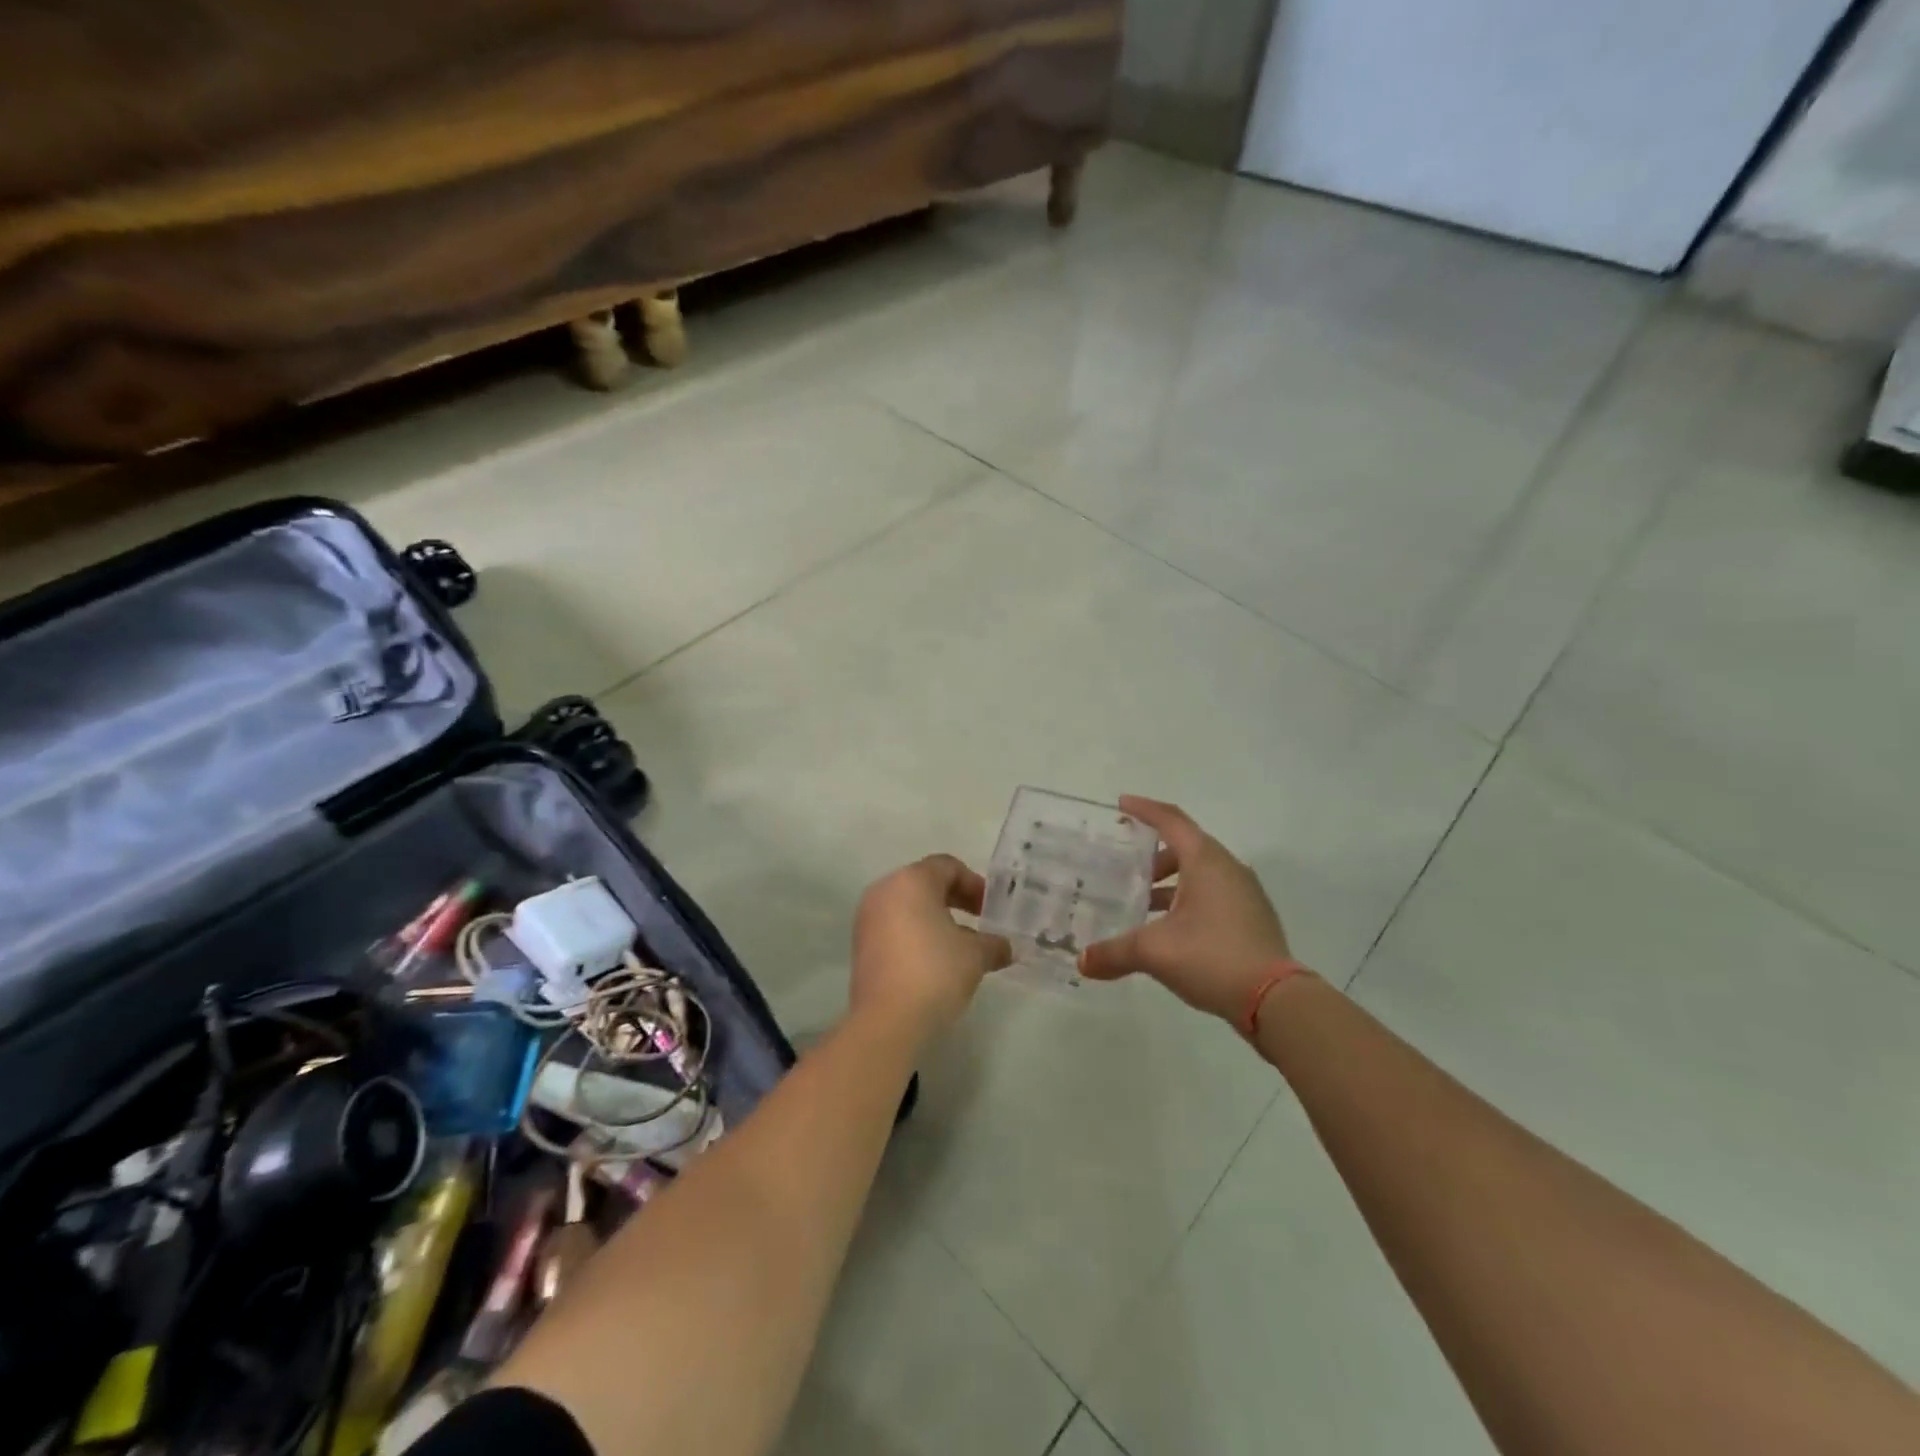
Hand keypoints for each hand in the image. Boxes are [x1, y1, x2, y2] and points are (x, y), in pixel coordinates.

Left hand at [852, 855, 1012, 1037]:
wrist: (887, 1021)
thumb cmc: (935, 972)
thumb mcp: (975, 956)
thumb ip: (993, 944)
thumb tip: (1006, 947)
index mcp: (912, 880)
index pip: (947, 866)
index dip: (974, 884)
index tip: (990, 910)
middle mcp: (885, 890)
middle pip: (926, 883)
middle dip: (956, 900)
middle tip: (979, 923)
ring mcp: (868, 918)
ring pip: (909, 907)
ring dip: (936, 920)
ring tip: (960, 948)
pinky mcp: (861, 945)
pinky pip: (894, 927)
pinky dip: (916, 935)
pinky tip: (935, 963)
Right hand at [1079, 796, 1291, 1023]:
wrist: (1276, 1000)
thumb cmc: (1212, 957)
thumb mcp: (1155, 952)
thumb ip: (1114, 953)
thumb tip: (1082, 962)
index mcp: (1205, 861)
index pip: (1171, 821)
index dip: (1144, 809)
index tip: (1121, 804)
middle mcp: (1228, 868)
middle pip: (1185, 846)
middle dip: (1153, 857)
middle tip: (1126, 871)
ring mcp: (1245, 893)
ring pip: (1200, 873)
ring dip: (1171, 882)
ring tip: (1144, 904)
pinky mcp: (1252, 917)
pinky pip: (1214, 893)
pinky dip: (1189, 899)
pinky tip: (1172, 928)